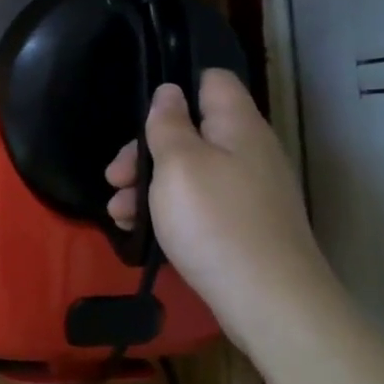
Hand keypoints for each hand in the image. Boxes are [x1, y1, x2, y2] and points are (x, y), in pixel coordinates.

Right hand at [107, 70, 337, 340]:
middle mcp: (248, 152)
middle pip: (190, 132)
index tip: (140, 113)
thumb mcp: (178, 164)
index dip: (176, 87)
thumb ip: (168, 124)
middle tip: (115, 177)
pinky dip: (166, 211)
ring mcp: (246, 191)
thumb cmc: (215, 221)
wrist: (268, 301)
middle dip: (145, 151)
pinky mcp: (240, 225)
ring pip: (187, 172)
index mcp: (238, 127)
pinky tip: (139, 230)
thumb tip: (169, 92)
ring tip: (118, 213)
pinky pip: (197, 204)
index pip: (212, 82)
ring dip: (147, 187)